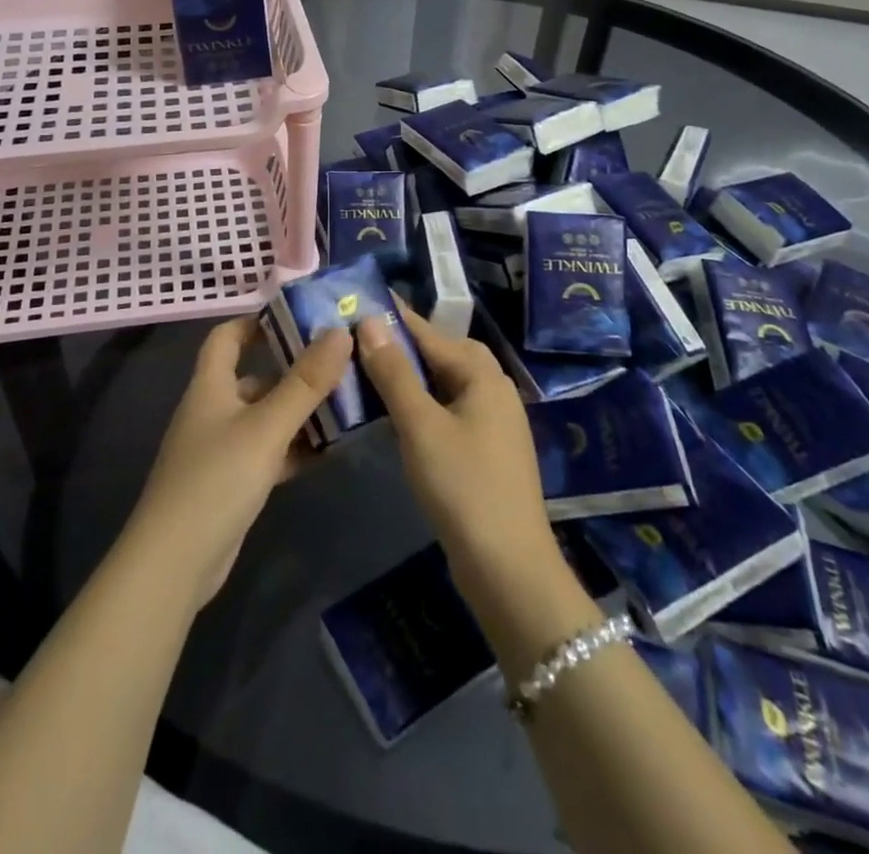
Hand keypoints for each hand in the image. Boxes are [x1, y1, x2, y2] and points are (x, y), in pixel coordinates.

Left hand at [125, 318, 350, 610]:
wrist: (175, 562)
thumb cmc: (217, 479)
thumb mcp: (267, 427)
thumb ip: (305, 382)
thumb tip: (339, 331)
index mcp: (211, 385)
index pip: (227, 336)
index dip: (257, 321)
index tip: (300, 318)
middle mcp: (214, 409)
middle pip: (255, 376)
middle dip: (295, 369)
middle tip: (342, 363)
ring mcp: (222, 448)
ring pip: (266, 417)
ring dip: (301, 411)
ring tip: (348, 403)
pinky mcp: (233, 482)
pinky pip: (269, 452)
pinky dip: (295, 448)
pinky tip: (330, 450)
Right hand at [354, 304, 563, 607]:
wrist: (508, 568)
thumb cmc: (463, 486)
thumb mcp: (420, 426)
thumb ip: (394, 372)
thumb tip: (369, 322)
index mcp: (483, 376)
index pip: (431, 333)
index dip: (395, 317)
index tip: (360, 300)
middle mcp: (494, 391)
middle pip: (446, 353)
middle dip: (408, 343)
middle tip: (366, 340)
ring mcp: (495, 423)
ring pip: (448, 383)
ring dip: (415, 374)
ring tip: (375, 372)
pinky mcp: (487, 451)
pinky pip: (451, 409)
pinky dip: (425, 402)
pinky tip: (400, 415)